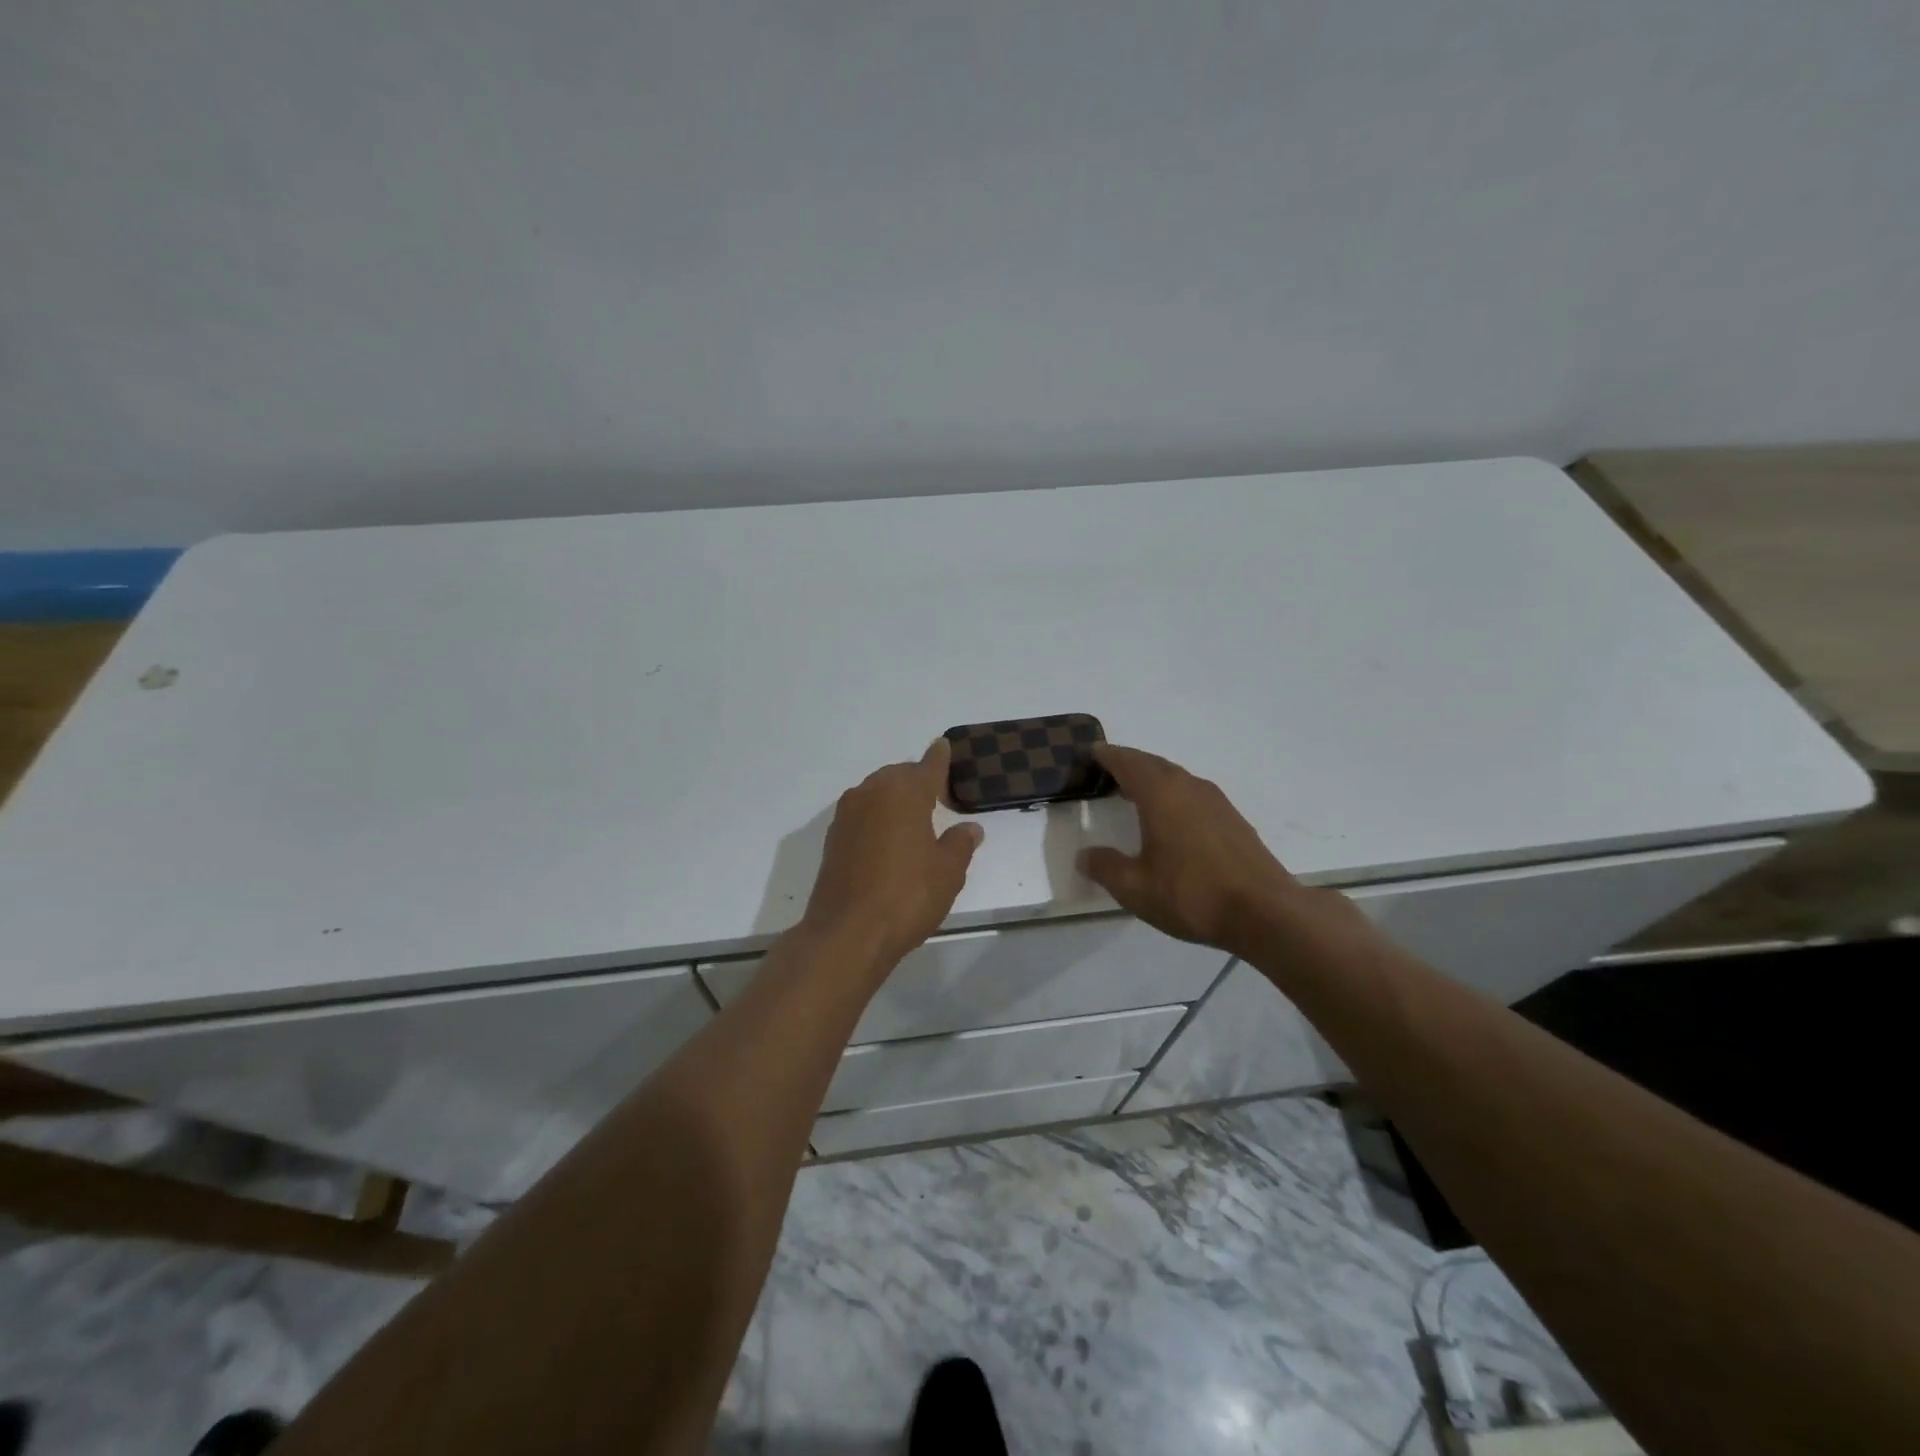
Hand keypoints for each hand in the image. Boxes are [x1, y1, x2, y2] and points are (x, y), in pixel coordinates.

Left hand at [801, 739, 983, 966]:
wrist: (848, 932)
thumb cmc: (907, 895)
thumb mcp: (948, 871)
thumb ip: (960, 844)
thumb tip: (969, 828)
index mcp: (904, 792)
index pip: (927, 766)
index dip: (939, 758)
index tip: (943, 746)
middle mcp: (872, 793)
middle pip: (898, 776)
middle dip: (917, 782)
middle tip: (938, 798)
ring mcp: (847, 815)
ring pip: (876, 794)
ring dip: (894, 800)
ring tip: (914, 821)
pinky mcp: (832, 839)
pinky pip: (862, 815)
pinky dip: (877, 819)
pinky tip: (889, 841)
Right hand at [1078, 744, 1305, 957]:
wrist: (1265, 913)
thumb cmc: (1191, 894)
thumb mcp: (1135, 888)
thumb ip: (1105, 867)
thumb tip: (1084, 855)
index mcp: (1160, 794)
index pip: (1127, 762)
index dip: (1107, 756)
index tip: (1092, 753)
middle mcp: (1188, 787)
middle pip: (1153, 764)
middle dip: (1129, 765)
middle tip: (1108, 773)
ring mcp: (1216, 802)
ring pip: (1176, 778)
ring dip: (1153, 780)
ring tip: (1135, 794)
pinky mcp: (1233, 820)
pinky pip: (1193, 795)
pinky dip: (1174, 796)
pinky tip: (1171, 820)